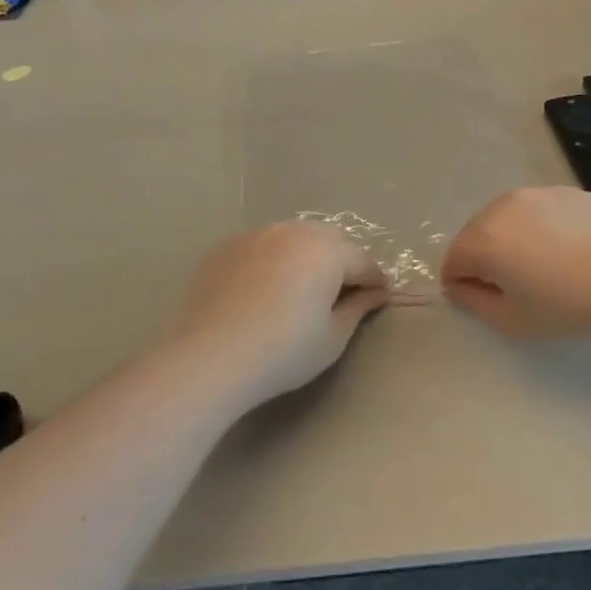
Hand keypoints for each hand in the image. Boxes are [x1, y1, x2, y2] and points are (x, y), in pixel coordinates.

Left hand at [169, 221, 389, 406]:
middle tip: (343, 290)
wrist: (211, 358)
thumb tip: (374, 293)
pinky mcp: (228, 246)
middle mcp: (294, 232)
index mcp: (327, 251)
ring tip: (304, 284)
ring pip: (295, 235)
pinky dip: (274, 258)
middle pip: (331, 239)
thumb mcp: (332, 338)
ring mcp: (257, 235)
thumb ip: (358, 308)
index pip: (363, 261)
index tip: (379, 299)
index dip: (375, 281)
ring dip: (308, 254)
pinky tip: (266, 286)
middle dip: (344, 260)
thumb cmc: (283, 352)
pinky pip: (263, 245)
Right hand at [442, 187, 590, 339]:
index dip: (460, 284)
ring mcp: (538, 193)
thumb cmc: (569, 305)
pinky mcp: (568, 191)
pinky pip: (540, 211)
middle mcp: (504, 206)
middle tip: (512, 286)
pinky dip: (541, 228)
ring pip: (509, 218)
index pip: (453, 259)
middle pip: (477, 233)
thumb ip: (474, 302)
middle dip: (483, 258)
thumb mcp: (513, 320)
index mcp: (484, 238)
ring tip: (542, 266)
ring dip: (511, 239)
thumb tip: (459, 286)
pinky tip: (570, 251)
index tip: (483, 301)